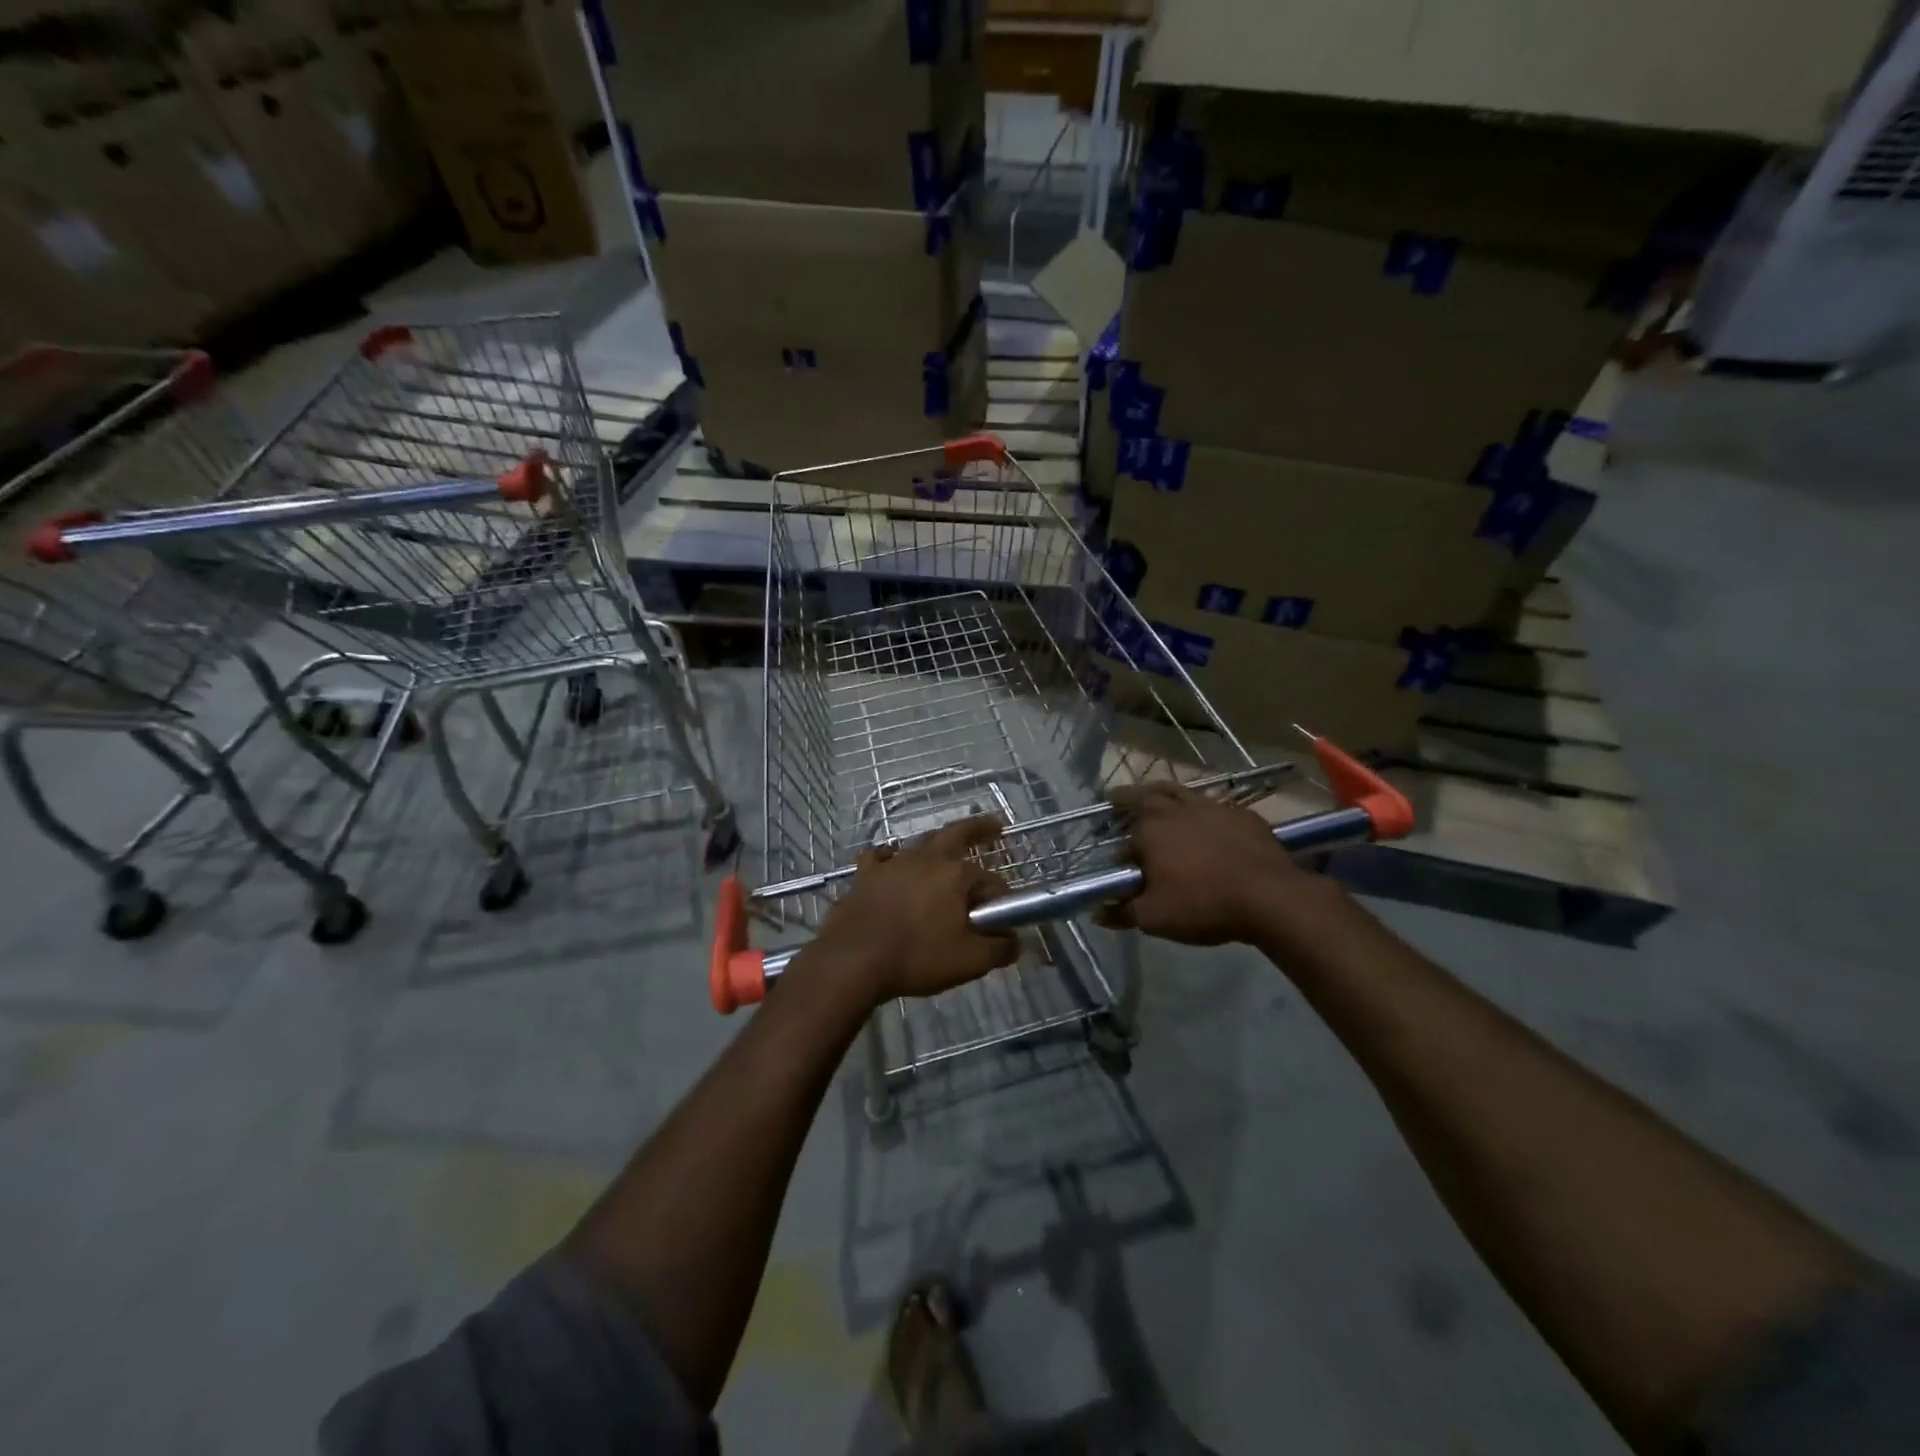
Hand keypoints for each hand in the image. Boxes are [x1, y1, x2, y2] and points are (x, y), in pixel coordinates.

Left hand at [806, 815, 1017, 1004]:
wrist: (853, 960)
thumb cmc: (916, 957)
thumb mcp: (970, 961)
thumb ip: (1000, 948)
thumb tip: (1015, 940)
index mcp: (956, 874)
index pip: (991, 882)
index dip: (1001, 900)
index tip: (1002, 922)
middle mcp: (926, 859)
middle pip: (958, 833)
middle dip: (980, 828)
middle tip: (995, 825)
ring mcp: (893, 863)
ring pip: (920, 843)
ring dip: (937, 844)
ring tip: (945, 850)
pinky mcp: (865, 875)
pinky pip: (880, 857)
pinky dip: (890, 857)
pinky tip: (891, 861)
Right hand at [1103, 782, 1315, 944]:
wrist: (1270, 896)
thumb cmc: (1204, 904)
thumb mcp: (1155, 918)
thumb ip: (1122, 912)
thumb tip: (1098, 912)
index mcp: (1149, 831)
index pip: (1123, 837)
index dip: (1118, 848)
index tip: (1118, 860)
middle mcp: (1175, 810)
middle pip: (1145, 795)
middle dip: (1128, 797)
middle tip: (1117, 798)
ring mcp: (1211, 807)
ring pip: (1179, 791)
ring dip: (1162, 792)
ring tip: (1155, 795)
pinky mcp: (1241, 813)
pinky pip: (1213, 803)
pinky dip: (1201, 808)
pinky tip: (1206, 819)